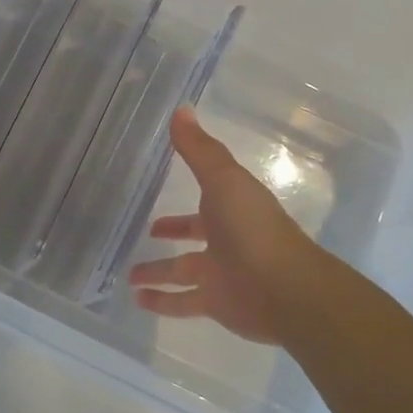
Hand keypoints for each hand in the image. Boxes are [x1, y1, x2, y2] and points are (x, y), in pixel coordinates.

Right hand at [128, 108, 333, 345]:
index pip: (205, 199)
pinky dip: (161, 302)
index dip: (188, 193)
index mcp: (231, 207)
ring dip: (157, 273)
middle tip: (148, 232)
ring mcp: (221, 274)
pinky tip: (137, 301)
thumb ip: (198, 149)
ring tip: (128, 276)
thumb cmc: (252, 227)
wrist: (284, 288)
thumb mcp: (222, 180)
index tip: (163, 195)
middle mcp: (226, 239)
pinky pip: (182, 302)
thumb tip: (181, 109)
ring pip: (182, 272)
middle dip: (173, 234)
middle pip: (194, 236)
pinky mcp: (216, 303)